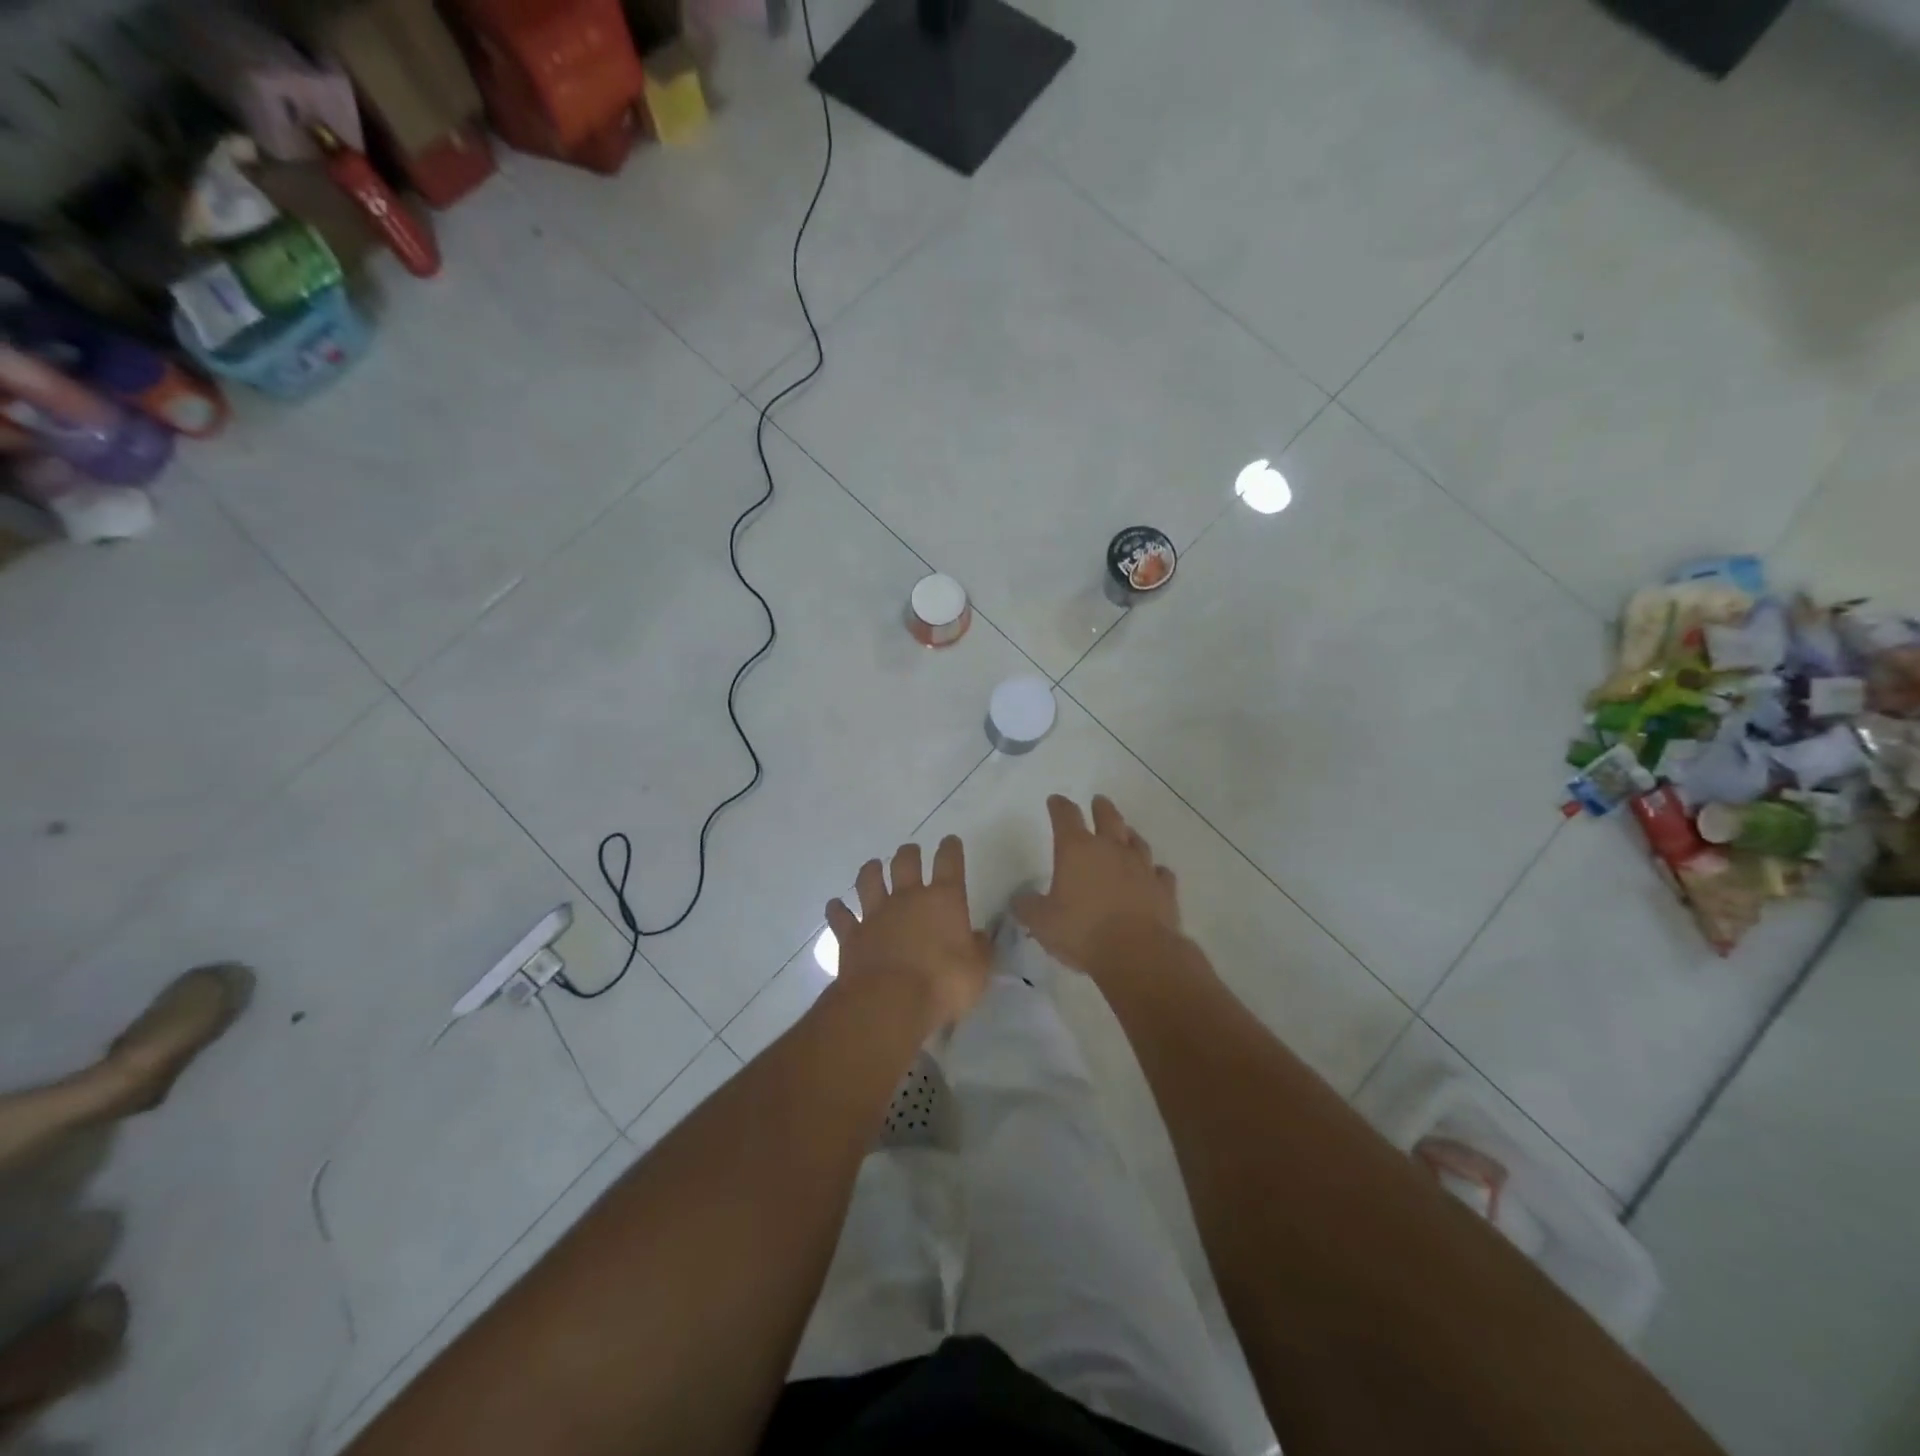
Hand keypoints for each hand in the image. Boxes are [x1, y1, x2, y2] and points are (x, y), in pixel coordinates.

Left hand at [827, 836, 991, 1028]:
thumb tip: (978, 937)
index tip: (950, 841)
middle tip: (910, 851)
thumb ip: (979, 950)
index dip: (950, 849)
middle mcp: (908, 898)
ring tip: (874, 866)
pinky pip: (840, 915)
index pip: (949, 863)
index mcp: (944, 900)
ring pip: (869, 880)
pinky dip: (837, 909)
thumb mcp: (977, 971)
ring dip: (871, 871)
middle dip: (909, 854)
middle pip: (906, 862)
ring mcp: (876, 914)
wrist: (889, 1001)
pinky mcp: (851, 935)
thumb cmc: (942, 984)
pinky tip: (835, 906)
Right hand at [1014, 795, 1183, 977]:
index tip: (1056, 800)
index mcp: (1077, 850)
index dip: (1059, 806)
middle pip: (1108, 818)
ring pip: (1136, 841)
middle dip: (1101, 808)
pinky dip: (1154, 871)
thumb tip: (1020, 900)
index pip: (1066, 817)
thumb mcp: (1041, 922)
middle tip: (1098, 801)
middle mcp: (1111, 850)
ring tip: (1126, 833)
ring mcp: (1141, 867)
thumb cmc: (1082, 931)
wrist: (1137, 953)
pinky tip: (1153, 874)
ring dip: (1129, 835)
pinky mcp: (1164, 889)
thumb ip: (1028, 907)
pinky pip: (1160, 873)